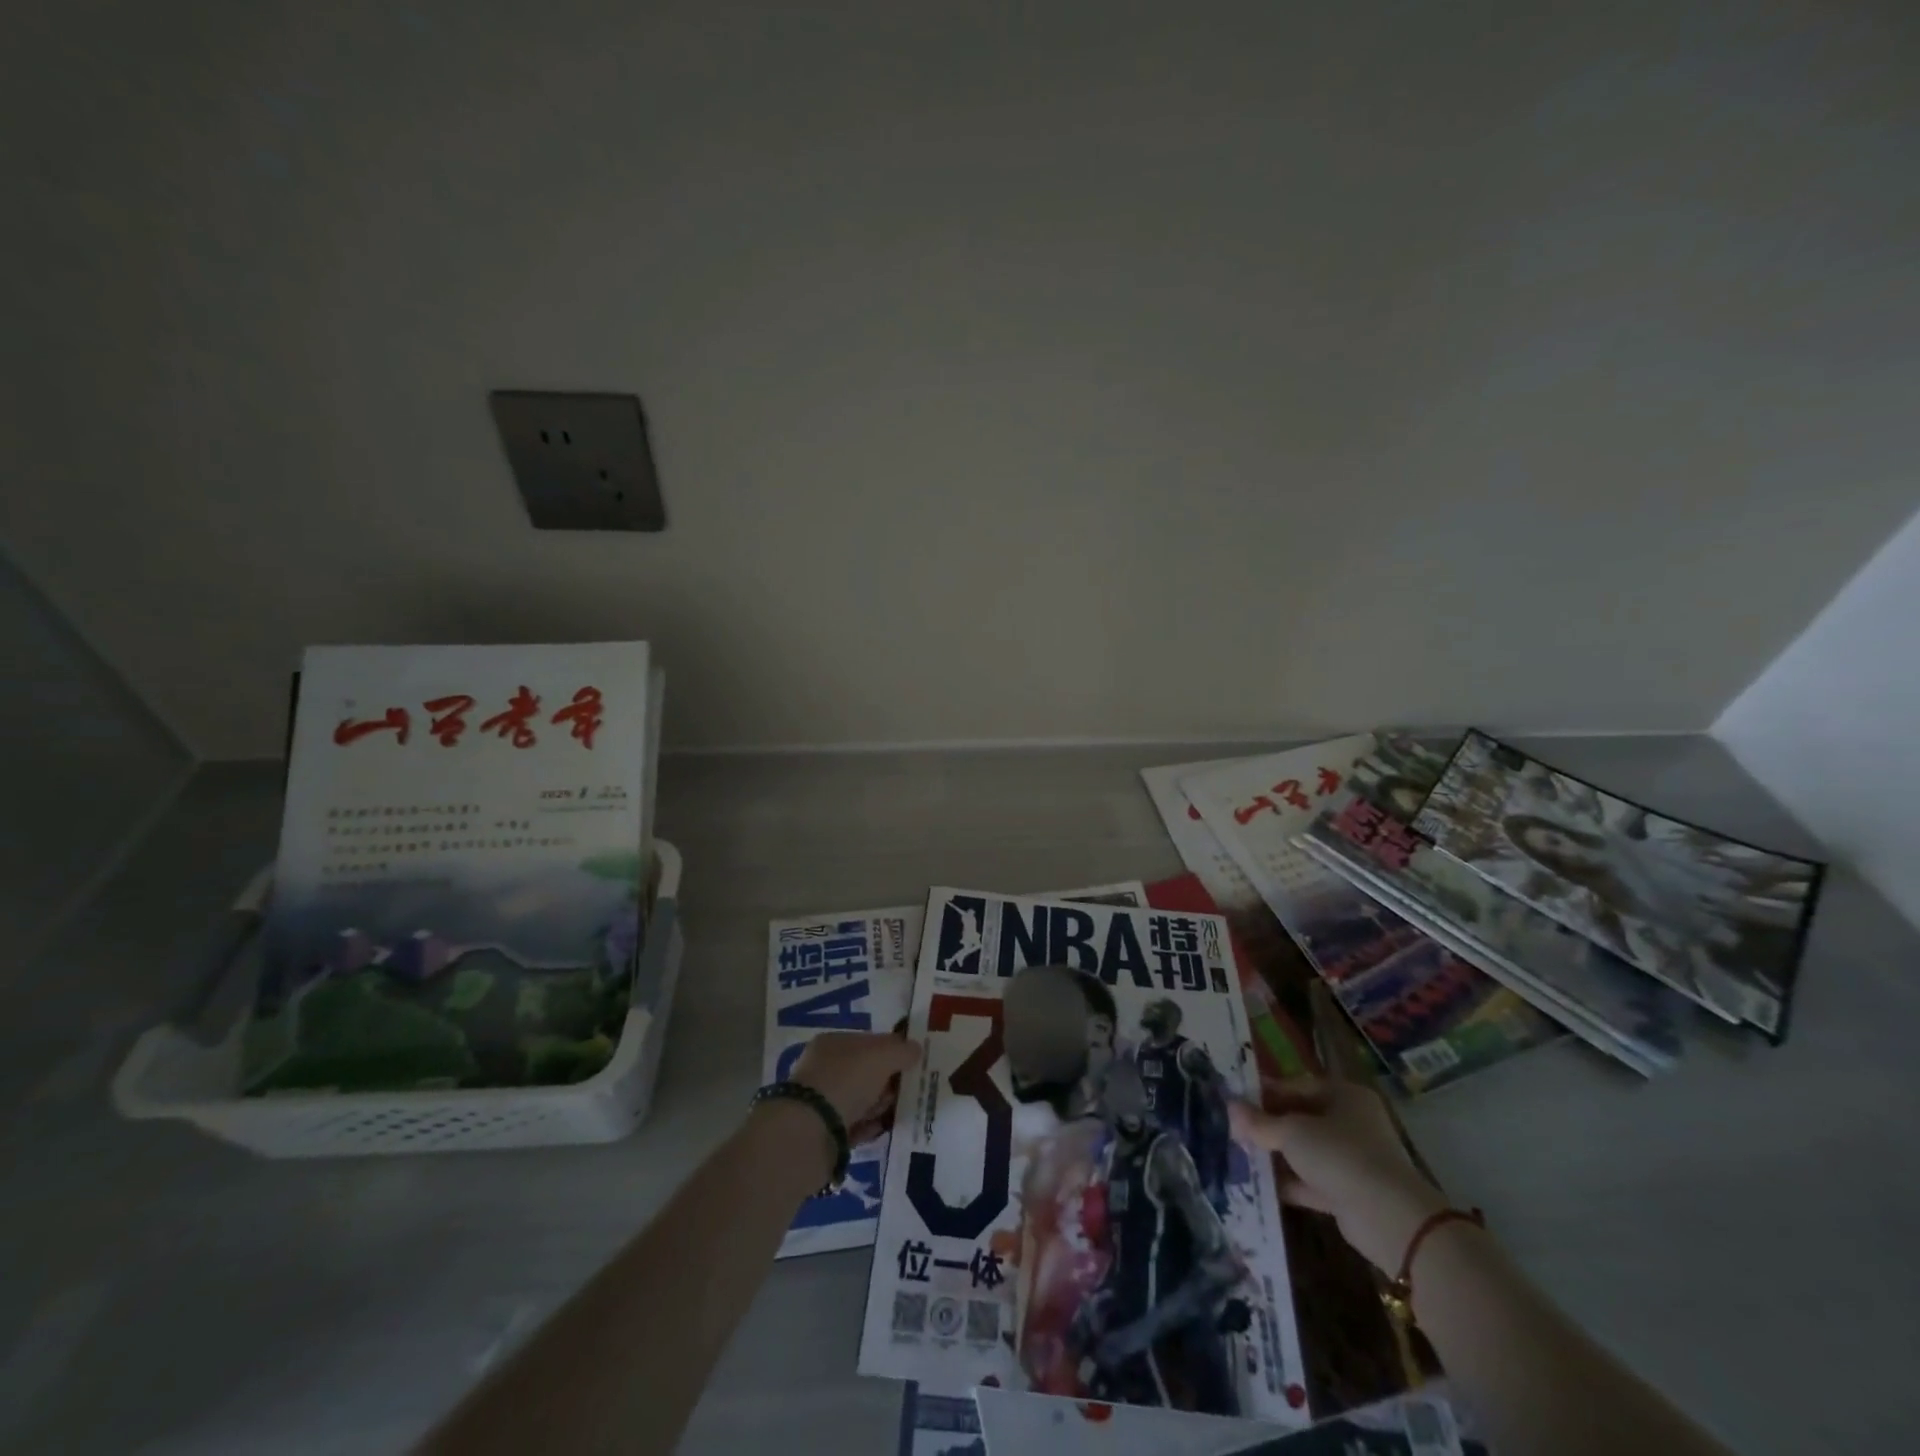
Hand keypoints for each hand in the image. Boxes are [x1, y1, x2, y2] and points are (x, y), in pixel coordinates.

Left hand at [789, 1031, 921, 1147]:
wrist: (810, 1132)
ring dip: (880, 1106)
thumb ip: (902, 1050)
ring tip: (896, 1114)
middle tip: (907, 1092)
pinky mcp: (823, 1131)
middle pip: (867, 1072)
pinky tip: (882, 1130)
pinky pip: (854, 1125)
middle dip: (888, 1083)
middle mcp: (825, 1068)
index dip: (892, 1051)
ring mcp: (822, 1100)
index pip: (869, 1042)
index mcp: (833, 1043)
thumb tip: (916, 1049)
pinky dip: (869, 1127)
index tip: (912, 1065)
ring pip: (862, 1100)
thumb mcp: (882, 1056)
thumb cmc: (847, 1081)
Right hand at [1231, 1078, 1447, 1273]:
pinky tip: (1260, 1183)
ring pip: (1305, 1150)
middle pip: (1301, 1117)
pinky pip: (1312, 1180)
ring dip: (1276, 1154)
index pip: (1297, 1086)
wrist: (1389, 1219)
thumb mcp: (1292, 1132)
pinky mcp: (1349, 1192)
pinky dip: (1289, 1181)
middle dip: (1268, 1125)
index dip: (1266, 1092)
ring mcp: (1352, 1159)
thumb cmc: (1340, 1156)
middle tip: (1236, 1129)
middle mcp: (1351, 1123)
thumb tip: (1229, 1106)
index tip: (1237, 1101)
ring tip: (1241, 1154)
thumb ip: (1259, 1122)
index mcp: (1344, 1096)